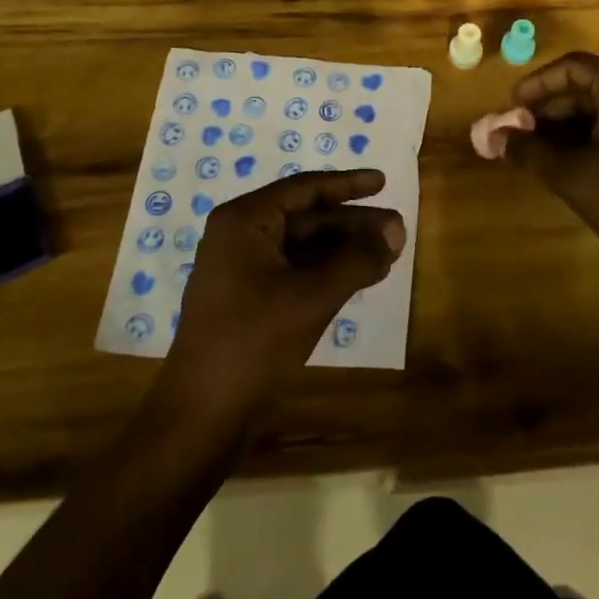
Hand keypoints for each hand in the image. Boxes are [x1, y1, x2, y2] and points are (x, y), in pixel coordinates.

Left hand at [163, 170, 403, 416]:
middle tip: (398, 229)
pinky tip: (361, 278)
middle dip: (353, 224)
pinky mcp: (249, 300)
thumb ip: (356, 259)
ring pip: (304, 247)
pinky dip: (329, 272)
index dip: (347, 184)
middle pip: (306, 218)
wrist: (201, 415)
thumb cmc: (253, 343)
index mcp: (244, 221)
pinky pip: (296, 271)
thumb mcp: (311, 297)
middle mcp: (240, 236)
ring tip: (389, 255)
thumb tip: (397, 230)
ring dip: (345, 250)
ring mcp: (243, 270)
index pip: (304, 189)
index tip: (383, 182)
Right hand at [503, 52, 598, 285]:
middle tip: (521, 134)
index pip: (573, 66)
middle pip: (589, 85)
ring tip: (541, 151)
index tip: (512, 109)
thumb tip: (494, 137)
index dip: (537, 84)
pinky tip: (573, 162)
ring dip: (569, 123)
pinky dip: (592, 135)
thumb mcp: (571, 176)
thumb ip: (529, 150)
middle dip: (550, 107)